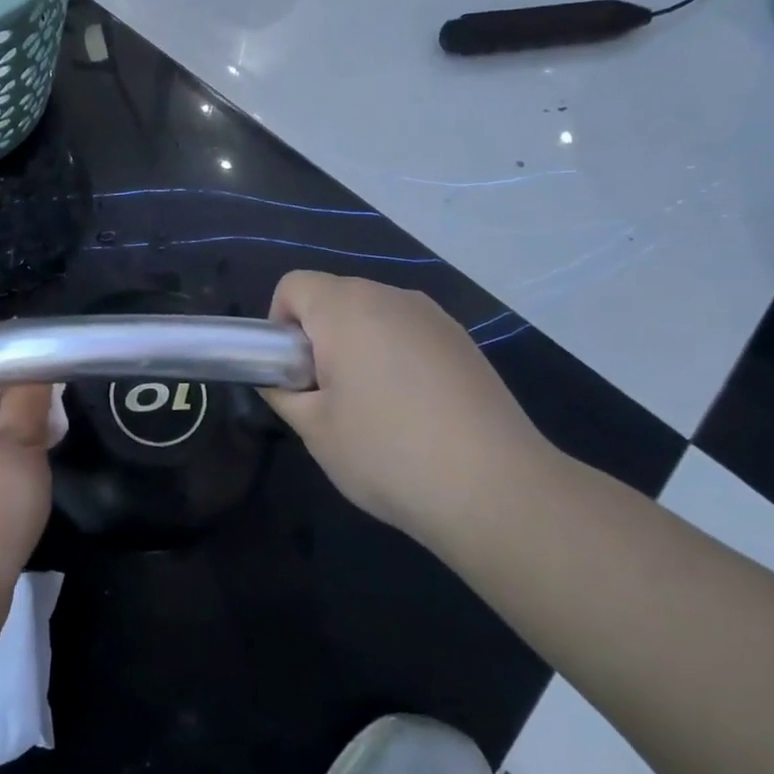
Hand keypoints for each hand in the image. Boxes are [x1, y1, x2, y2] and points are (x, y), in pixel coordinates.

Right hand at [260, 272, 560, 540]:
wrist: (496, 488)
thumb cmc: (387, 453)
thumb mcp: (313, 429)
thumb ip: (282, 393)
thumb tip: (278, 380)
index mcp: (346, 309)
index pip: (293, 285)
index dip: (279, 324)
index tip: (290, 371)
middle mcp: (391, 297)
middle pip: (334, 297)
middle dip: (318, 336)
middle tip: (325, 395)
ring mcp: (434, 317)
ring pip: (374, 315)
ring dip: (357, 346)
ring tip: (372, 406)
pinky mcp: (463, 342)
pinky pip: (409, 333)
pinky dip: (395, 356)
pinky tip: (413, 410)